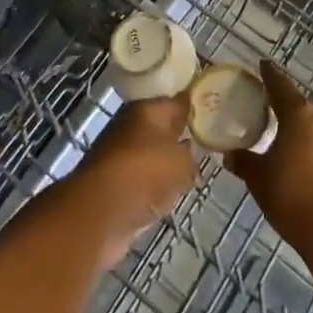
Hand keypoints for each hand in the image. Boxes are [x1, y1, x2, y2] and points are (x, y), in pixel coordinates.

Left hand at [60, 94, 195, 267]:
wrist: (100, 210)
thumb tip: (189, 150)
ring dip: (168, 167)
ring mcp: (121, 156)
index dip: (194, 107)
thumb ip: (190, 153)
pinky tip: (169, 199)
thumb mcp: (180, 159)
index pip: (176, 102)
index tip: (212, 115)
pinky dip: (154, 190)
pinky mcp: (115, 185)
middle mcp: (131, 126)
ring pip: (153, 157)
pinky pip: (143, 182)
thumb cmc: (144, 171)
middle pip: (163, 129)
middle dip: (182, 139)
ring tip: (192, 176)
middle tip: (207, 149)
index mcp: (146, 109)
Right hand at [223, 61, 312, 249]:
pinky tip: (303, 167)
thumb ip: (244, 161)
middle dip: (284, 108)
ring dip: (301, 132)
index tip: (263, 65)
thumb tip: (229, 155)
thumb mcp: (259, 177)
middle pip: (299, 107)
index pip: (279, 85)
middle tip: (267, 112)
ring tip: (284, 143)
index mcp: (298, 113)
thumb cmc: (291, 193)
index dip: (269, 75)